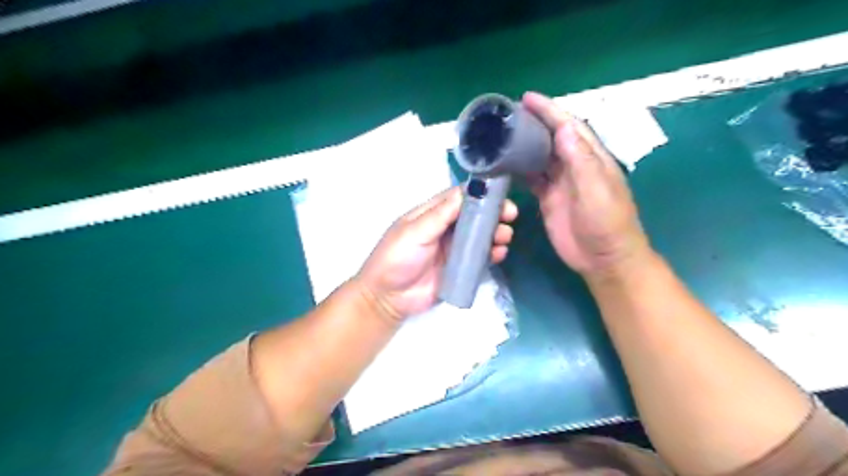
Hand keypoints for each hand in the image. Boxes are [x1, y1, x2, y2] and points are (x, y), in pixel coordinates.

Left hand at [356, 187, 521, 320]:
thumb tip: (466, 191)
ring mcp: (454, 249)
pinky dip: (492, 254)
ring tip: (505, 236)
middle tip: (510, 215)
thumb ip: (440, 215)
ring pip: (480, 236)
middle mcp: (445, 228)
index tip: (500, 194)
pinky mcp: (460, 268)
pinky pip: (480, 258)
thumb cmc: (396, 258)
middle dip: (493, 213)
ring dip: (495, 233)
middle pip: (474, 215)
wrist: (388, 298)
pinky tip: (499, 253)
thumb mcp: (414, 232)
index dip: (480, 193)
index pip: (458, 197)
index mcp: (432, 214)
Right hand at [521, 93, 650, 281]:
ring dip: (525, 145)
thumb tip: (564, 129)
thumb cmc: (606, 225)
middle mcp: (575, 166)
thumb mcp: (597, 192)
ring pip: (541, 157)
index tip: (528, 99)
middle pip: (553, 138)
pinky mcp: (550, 199)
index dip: (550, 111)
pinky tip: (506, 165)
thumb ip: (581, 162)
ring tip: (503, 135)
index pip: (569, 127)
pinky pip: (533, 179)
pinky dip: (520, 170)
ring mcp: (562, 183)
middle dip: (534, 123)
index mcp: (591, 159)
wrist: (603, 259)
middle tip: (509, 115)